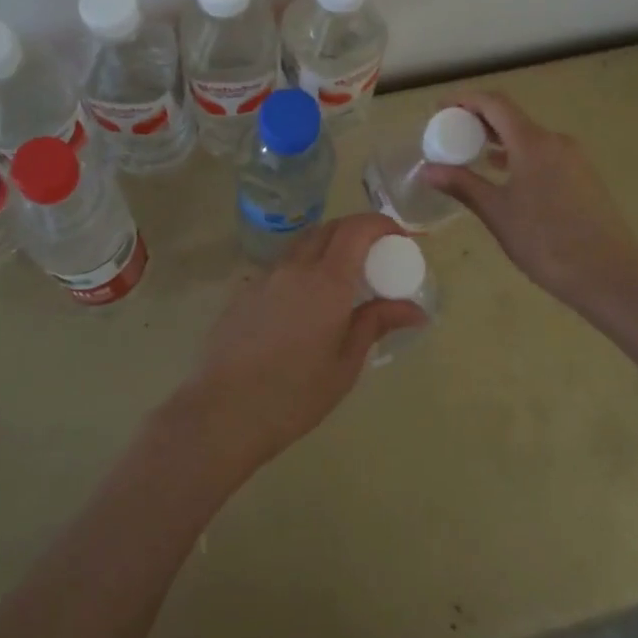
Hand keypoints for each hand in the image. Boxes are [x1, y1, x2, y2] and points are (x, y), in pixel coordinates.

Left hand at [174, 213, 428, 476]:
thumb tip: (414, 310)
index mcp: (326, 282)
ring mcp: (265, 277)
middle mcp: (295, 268)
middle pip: (329, 228)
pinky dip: (303, 267)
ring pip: (302, 243)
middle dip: (356, 230)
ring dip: (328, 245)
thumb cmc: (294, 395)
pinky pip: (281, 266)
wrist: (223, 413)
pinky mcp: (244, 292)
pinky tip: (305, 303)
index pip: (357, 229)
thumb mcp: (345, 365)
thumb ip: (376, 325)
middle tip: (375, 255)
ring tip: (343, 276)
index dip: (381, 224)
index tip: (400, 238)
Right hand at [421, 90, 637, 317]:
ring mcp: (574, 158)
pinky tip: (505, 176)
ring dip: (499, 139)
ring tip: (472, 154)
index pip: (494, 103)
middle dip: (478, 120)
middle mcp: (555, 141)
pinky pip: (543, 153)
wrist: (610, 275)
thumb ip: (462, 185)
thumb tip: (428, 169)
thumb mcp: (497, 213)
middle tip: (450, 133)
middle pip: (511, 116)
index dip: (464, 100)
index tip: (439, 109)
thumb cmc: (546, 242)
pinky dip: (518, 155)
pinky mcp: (583, 177)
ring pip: (528, 136)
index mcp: (533, 142)